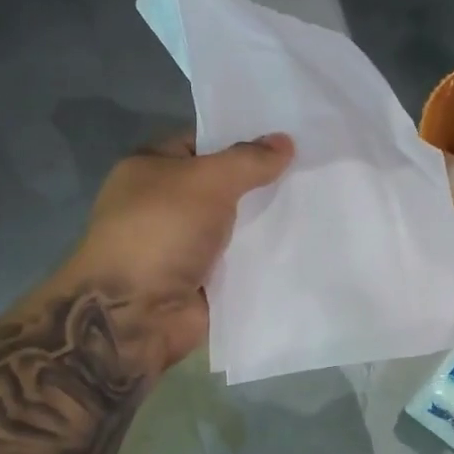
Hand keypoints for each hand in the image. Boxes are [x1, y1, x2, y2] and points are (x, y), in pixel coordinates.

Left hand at [63, 132, 293, 367]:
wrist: (135, 313)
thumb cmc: (162, 232)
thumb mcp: (208, 182)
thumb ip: (248, 161)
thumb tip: (285, 141)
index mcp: (152, 168)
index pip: (203, 143)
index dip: (242, 140)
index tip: (288, 140)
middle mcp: (165, 204)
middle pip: (224, 187)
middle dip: (262, 184)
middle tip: (312, 173)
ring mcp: (183, 246)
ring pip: (235, 228)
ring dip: (267, 225)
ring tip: (318, 209)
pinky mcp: (201, 281)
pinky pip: (240, 264)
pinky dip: (263, 261)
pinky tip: (303, 249)